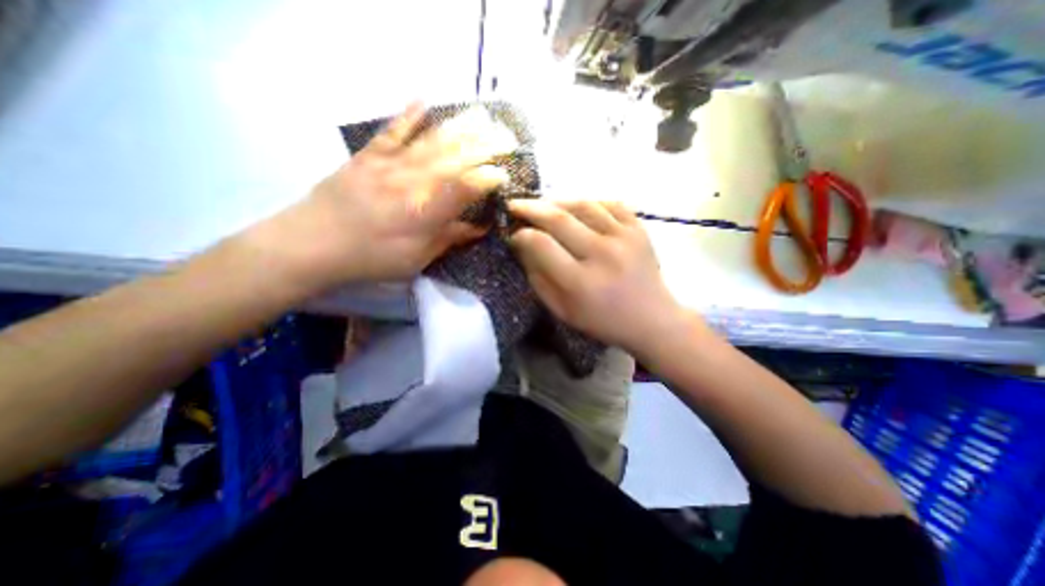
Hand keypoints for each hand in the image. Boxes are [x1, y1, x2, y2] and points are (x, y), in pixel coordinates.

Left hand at [256, 101, 510, 292]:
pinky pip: (392, 131)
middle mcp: (413, 183)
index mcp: (426, 212)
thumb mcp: (417, 258)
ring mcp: (390, 165)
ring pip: (431, 142)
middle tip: (506, 138)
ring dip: (460, 128)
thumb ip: (449, 238)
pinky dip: (408, 116)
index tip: (504, 176)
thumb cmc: (372, 258)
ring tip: (481, 116)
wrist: (312, 243)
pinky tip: (423, 101)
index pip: (465, 188)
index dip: (488, 179)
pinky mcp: (369, 156)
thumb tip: (479, 228)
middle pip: (455, 159)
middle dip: (484, 147)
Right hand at [508, 199, 690, 354]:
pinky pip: (609, 203)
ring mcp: (625, 237)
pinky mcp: (639, 229)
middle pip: (559, 218)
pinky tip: (577, 207)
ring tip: (543, 204)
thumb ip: (538, 279)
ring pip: (583, 204)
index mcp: (581, 282)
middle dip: (531, 208)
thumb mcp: (562, 310)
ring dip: (557, 200)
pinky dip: (588, 201)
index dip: (522, 235)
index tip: (514, 234)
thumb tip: (522, 245)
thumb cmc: (602, 321)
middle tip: (515, 204)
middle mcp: (603, 254)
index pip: (542, 245)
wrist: (652, 319)